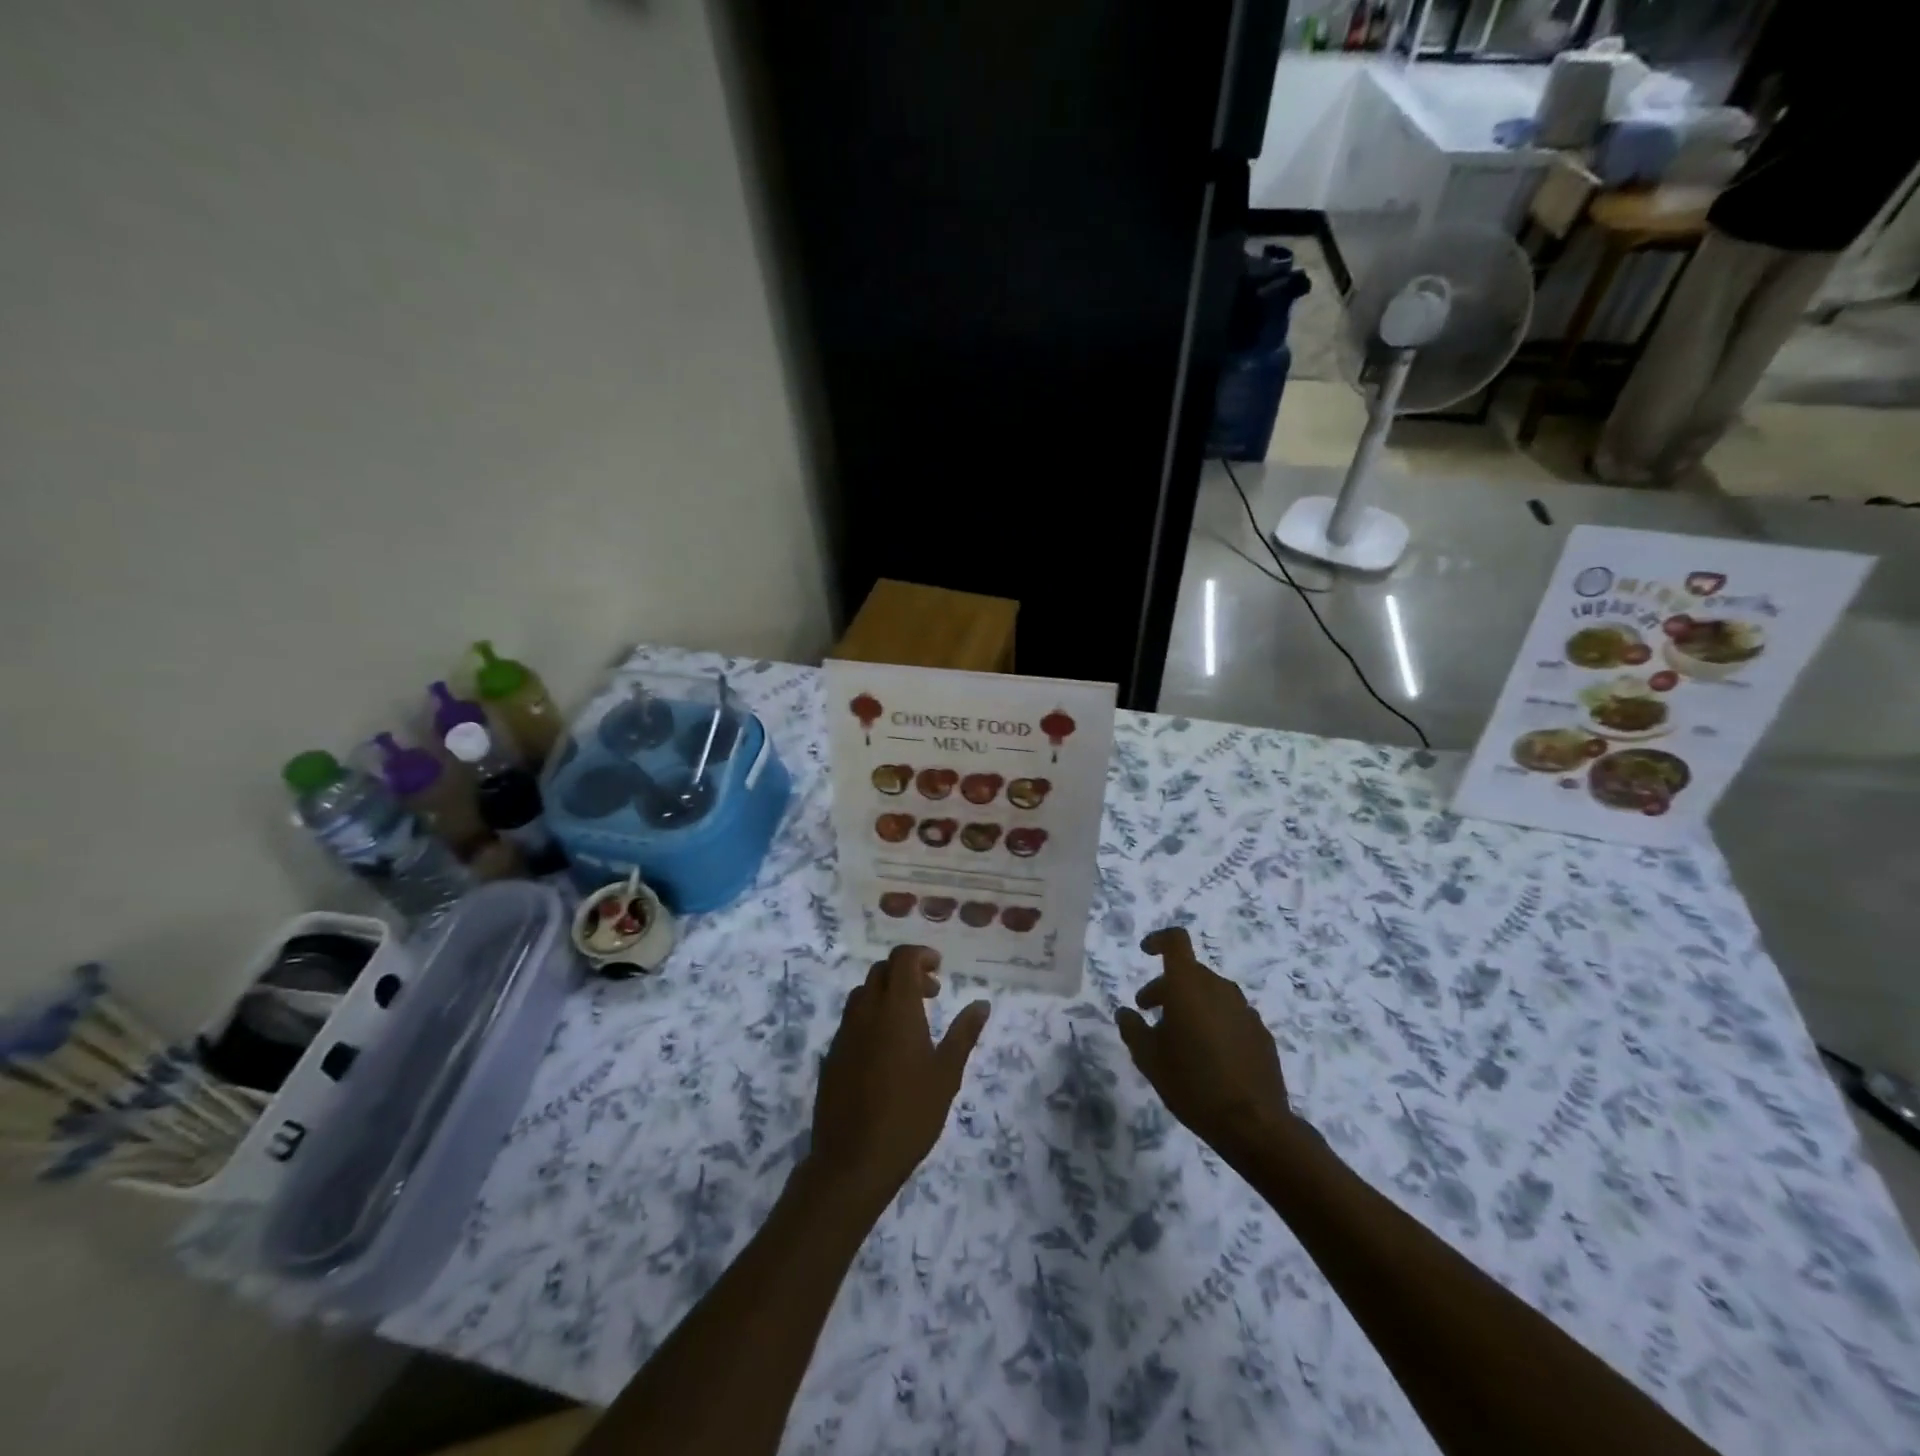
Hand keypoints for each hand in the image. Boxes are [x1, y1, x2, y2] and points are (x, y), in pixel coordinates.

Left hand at [807, 945, 989, 1207]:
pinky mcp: (832, 1055)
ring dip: (887, 993)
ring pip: (864, 993)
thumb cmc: (910, 1114)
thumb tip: (981, 1004)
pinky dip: (871, 1017)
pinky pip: (852, 1020)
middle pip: (882, 971)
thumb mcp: (946, 1074)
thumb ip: (964, 1034)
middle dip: (907, 973)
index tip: (939, 970)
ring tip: (910, 1022)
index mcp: (896, 1008)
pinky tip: (886, 1050)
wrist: (853, 1160)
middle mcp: (866, 1011)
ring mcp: (844, 1032)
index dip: (921, 955)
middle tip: (931, 995)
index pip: (902, 958)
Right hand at [1115, 927, 1292, 1161]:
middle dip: (1167, 987)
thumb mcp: (1149, 1059)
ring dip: (1191, 1005)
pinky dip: (1214, 1022)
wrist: (1253, 1124)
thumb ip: (1132, 1029)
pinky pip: (1230, 1015)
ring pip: (1211, 994)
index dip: (1158, 940)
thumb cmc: (1192, 1083)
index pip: (1176, 941)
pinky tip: (1208, 1055)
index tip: (1145, 952)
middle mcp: (1219, 988)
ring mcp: (1245, 1010)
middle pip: (1190, 972)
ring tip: (1179, 1038)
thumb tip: (1126, 1013)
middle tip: (1149, 1013)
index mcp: (1189, 986)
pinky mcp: (1261, 1033)